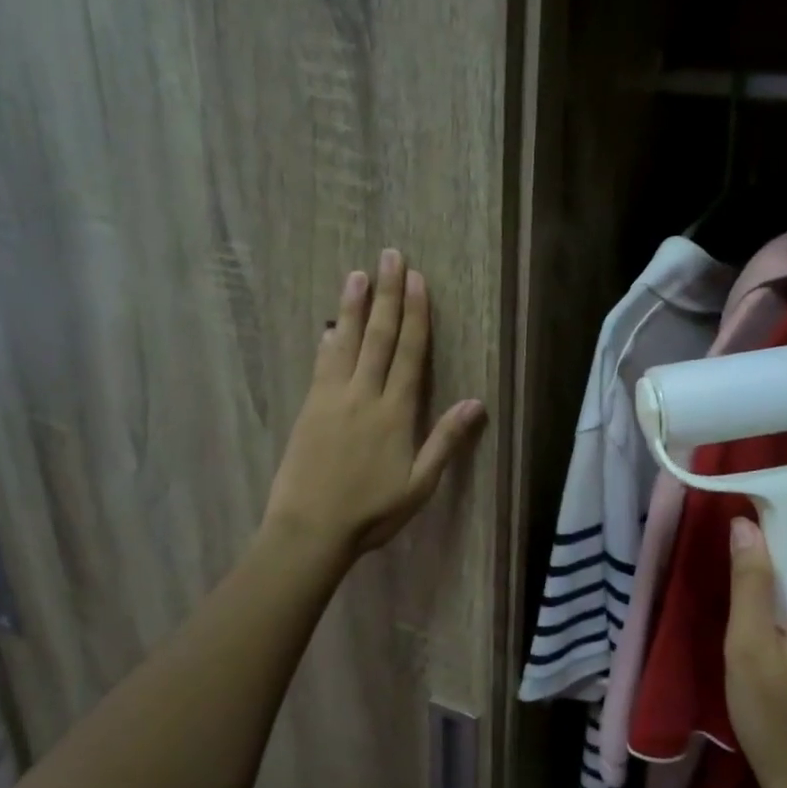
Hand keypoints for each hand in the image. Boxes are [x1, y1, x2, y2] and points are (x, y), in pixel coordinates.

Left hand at [263, 250, 485, 561]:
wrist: (309, 530)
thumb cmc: (371, 512)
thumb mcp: (420, 484)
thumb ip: (446, 440)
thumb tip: (476, 402)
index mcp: (395, 413)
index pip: (409, 353)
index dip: (415, 314)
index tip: (416, 281)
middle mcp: (364, 396)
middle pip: (378, 337)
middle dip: (386, 295)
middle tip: (389, 257)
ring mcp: (332, 399)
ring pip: (346, 343)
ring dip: (353, 307)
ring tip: (357, 274)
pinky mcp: (309, 409)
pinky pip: (321, 366)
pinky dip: (328, 341)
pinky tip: (330, 325)